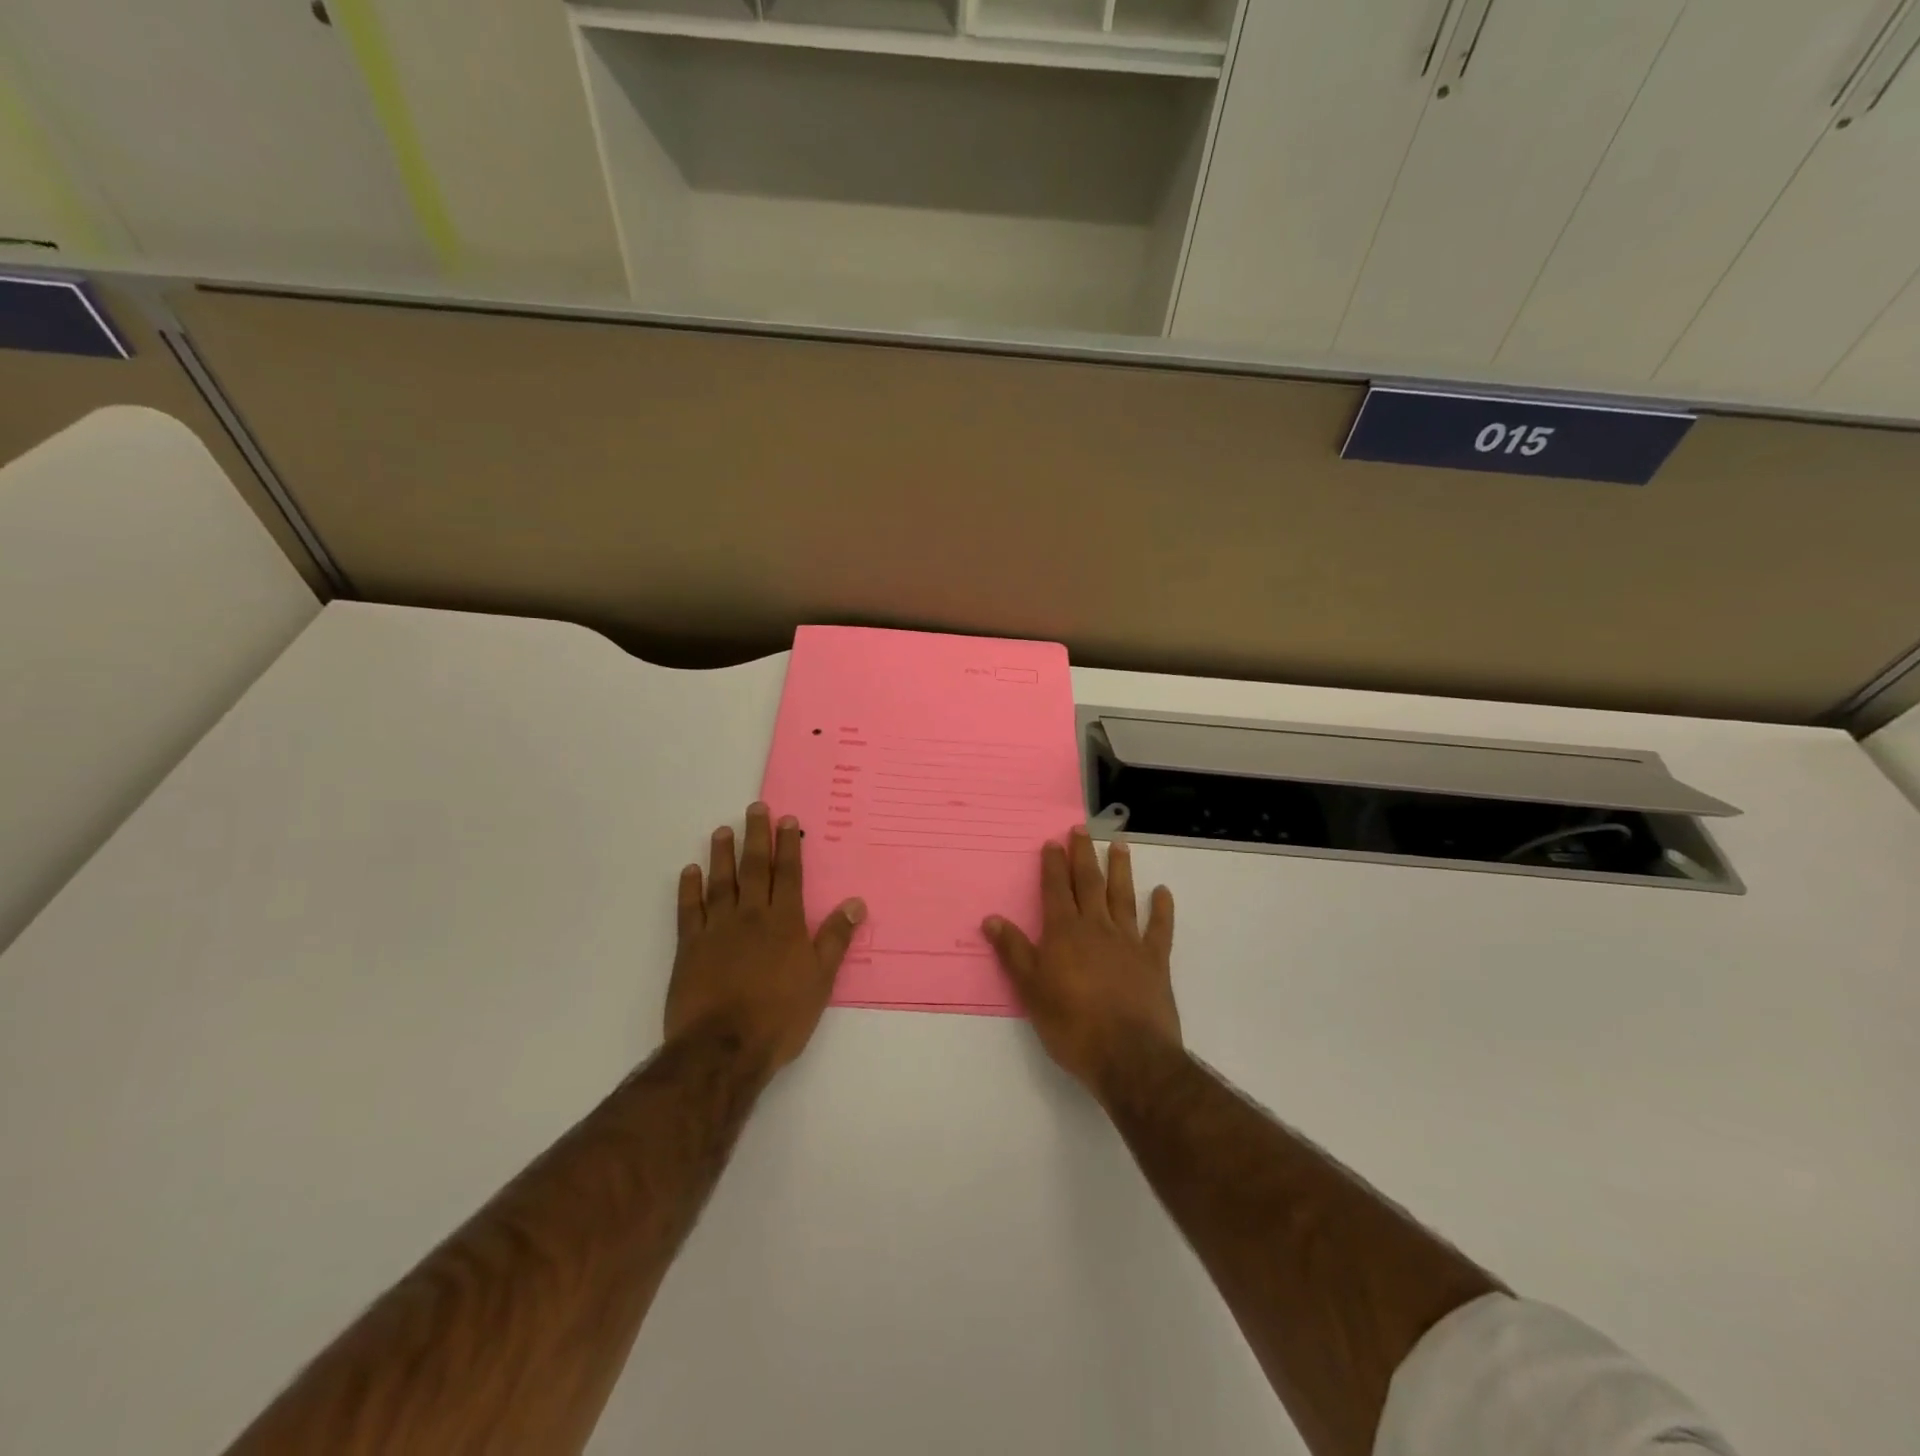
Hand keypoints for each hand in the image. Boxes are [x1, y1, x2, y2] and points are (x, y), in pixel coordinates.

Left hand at [666, 803, 865, 1074]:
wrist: (723, 1048)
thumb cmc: (780, 1016)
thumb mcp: (820, 980)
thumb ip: (835, 938)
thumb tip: (855, 902)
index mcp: (784, 922)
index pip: (788, 874)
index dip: (789, 845)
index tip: (787, 820)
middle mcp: (751, 916)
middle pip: (754, 868)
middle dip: (757, 836)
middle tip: (755, 809)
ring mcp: (716, 929)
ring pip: (720, 882)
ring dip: (722, 855)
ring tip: (722, 831)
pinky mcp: (689, 948)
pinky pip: (688, 910)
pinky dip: (688, 889)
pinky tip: (689, 872)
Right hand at [982, 827, 1178, 1097]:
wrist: (1128, 1055)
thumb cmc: (1071, 1024)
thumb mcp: (1031, 990)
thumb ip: (1013, 952)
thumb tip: (991, 919)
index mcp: (1064, 932)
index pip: (1055, 889)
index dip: (1053, 865)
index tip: (1053, 841)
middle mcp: (1097, 927)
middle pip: (1089, 883)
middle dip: (1083, 855)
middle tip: (1082, 829)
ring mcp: (1129, 941)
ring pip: (1123, 896)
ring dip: (1121, 869)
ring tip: (1120, 845)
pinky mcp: (1155, 960)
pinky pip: (1159, 928)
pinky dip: (1162, 909)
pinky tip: (1163, 892)